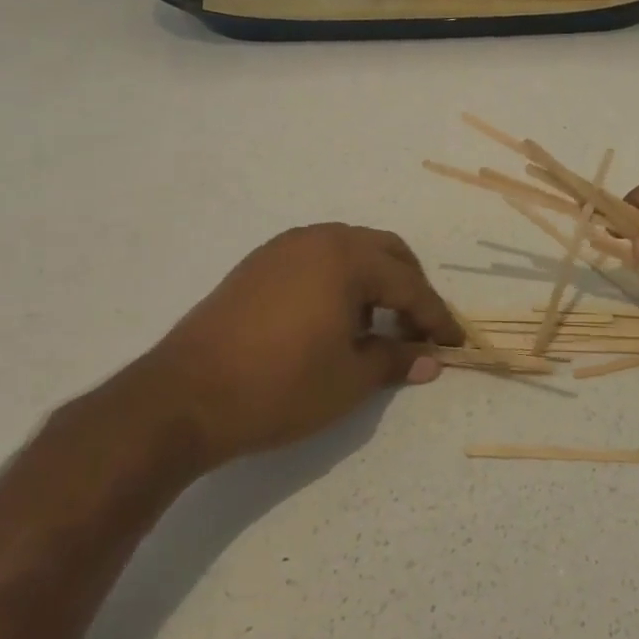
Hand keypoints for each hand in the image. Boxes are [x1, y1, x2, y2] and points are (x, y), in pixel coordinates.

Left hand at [136, 224, 462, 464]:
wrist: (183, 398)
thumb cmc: (279, 387)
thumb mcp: (349, 380)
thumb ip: (396, 360)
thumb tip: (431, 359)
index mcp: (347, 259)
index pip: (409, 284)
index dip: (436, 316)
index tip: (455, 343)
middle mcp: (319, 239)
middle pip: (384, 252)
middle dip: (410, 287)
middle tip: (418, 328)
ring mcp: (284, 248)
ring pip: (349, 251)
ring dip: (375, 280)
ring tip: (377, 325)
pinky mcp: (258, 265)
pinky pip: (317, 259)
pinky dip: (340, 280)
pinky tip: (335, 318)